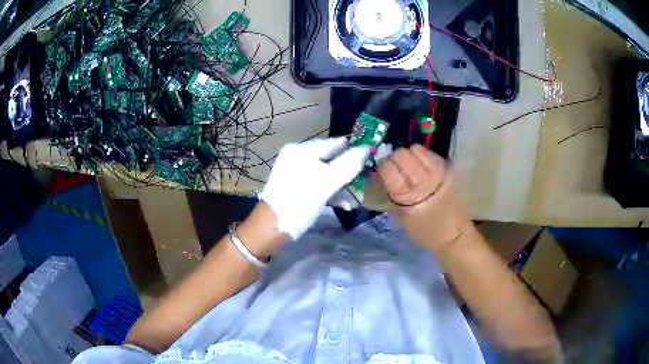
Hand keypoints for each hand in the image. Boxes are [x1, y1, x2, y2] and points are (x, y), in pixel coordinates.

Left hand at [260, 137, 369, 238]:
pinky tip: (343, 202)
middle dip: (347, 170)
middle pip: (330, 158)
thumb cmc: (299, 201)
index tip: (371, 156)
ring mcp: (295, 172)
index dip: (353, 149)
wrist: (273, 227)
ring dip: (341, 183)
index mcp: (301, 149)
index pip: (333, 143)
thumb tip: (367, 148)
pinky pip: (318, 182)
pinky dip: (330, 190)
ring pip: (326, 172)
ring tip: (355, 195)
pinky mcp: (296, 186)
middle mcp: (297, 156)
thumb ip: (348, 164)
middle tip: (365, 179)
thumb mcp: (326, 182)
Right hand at [377, 144, 471, 252]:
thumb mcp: (400, 217)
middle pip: (401, 154)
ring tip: (410, 166)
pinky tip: (421, 167)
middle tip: (396, 168)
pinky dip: (421, 156)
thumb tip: (383, 176)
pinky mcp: (446, 169)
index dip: (383, 167)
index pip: (388, 168)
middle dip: (395, 158)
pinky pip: (429, 153)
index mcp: (406, 196)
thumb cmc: (423, 230)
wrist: (453, 233)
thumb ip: (390, 195)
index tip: (384, 172)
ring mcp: (436, 172)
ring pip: (415, 149)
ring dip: (409, 155)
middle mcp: (421, 180)